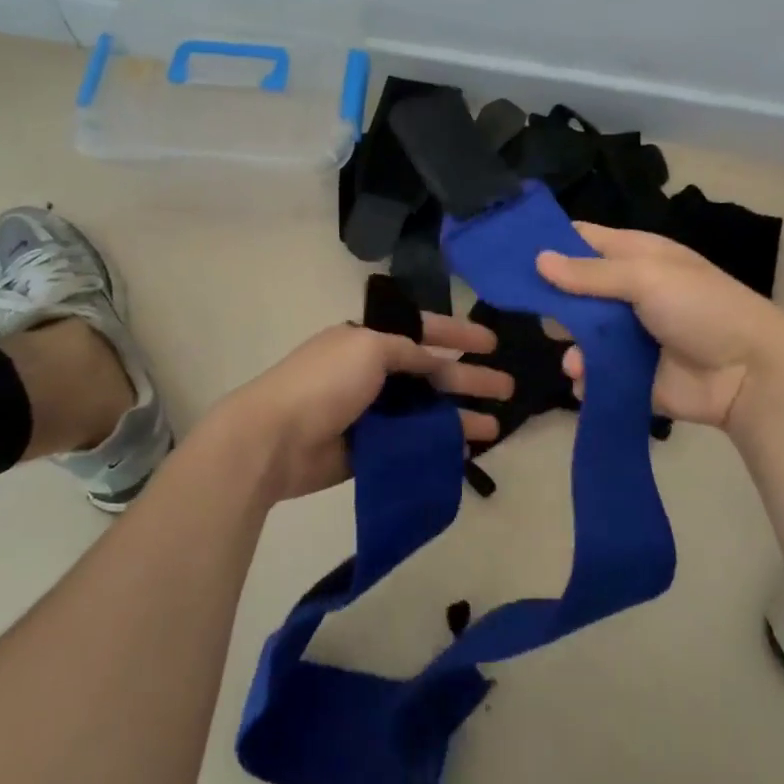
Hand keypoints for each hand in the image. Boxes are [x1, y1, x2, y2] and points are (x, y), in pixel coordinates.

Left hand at [211, 317, 510, 502]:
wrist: (275, 439)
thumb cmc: (324, 383)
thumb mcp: (370, 348)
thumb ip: (407, 351)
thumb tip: (431, 361)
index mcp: (369, 341)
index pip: (423, 331)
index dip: (459, 334)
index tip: (492, 342)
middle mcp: (372, 373)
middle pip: (432, 374)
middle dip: (470, 379)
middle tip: (508, 388)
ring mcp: (371, 413)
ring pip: (425, 411)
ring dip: (459, 417)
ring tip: (496, 427)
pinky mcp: (369, 449)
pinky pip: (411, 443)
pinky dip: (436, 445)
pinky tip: (463, 451)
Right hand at [535, 224, 783, 432]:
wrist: (749, 373)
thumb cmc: (700, 307)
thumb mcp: (646, 277)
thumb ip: (590, 273)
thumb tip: (538, 259)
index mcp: (635, 257)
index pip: (583, 241)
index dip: (550, 244)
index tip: (510, 254)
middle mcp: (627, 293)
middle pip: (574, 291)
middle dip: (552, 302)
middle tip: (539, 313)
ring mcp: (628, 336)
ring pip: (580, 336)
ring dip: (570, 346)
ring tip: (575, 358)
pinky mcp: (629, 375)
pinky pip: (594, 374)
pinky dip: (585, 378)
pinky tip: (587, 380)